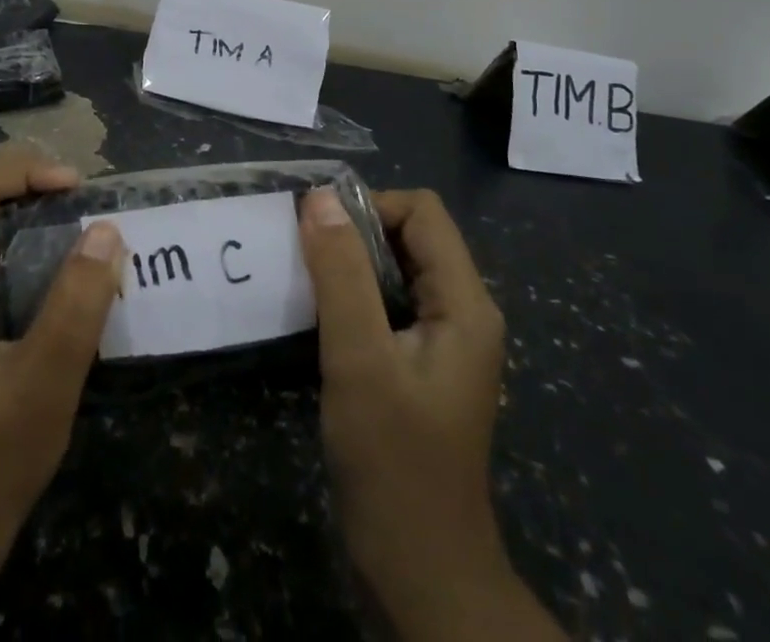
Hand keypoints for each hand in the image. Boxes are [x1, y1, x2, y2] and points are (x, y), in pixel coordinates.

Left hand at [0, 147, 123, 641]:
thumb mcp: (42, 386)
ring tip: (76, 230)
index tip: (76, 185)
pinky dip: (17, 258)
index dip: (23, 173)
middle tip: (82, 202)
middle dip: (26, 191)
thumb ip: (76, 305)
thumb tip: (105, 231)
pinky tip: (53, 279)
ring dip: (23, 223)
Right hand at [299, 187, 562, 641]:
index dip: (369, 207)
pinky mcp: (420, 364)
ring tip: (303, 281)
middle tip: (303, 257)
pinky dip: (352, 297)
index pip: (421, 212)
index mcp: (465, 303)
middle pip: (410, 235)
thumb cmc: (394, 462)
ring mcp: (443, 340)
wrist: (420, 573)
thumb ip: (340, 273)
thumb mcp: (359, 359)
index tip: (318, 232)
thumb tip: (318, 197)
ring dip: (348, 266)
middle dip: (354, 235)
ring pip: (395, 269)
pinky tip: (318, 318)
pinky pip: (387, 303)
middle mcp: (463, 311)